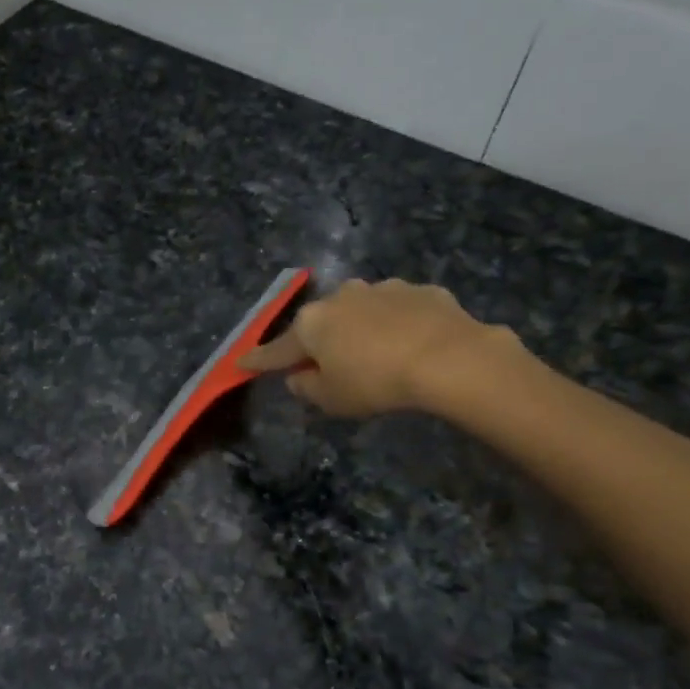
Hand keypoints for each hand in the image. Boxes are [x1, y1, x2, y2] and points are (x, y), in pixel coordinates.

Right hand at [239, 277, 521, 417]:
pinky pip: (399, 310)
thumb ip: (308, 388)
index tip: (241, 361)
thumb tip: (298, 377)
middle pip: (321, 323)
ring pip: (361, 311)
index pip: (277, 348)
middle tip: (328, 364)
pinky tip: (412, 343)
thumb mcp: (333, 399)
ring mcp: (381, 289)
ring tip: (377, 354)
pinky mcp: (419, 291)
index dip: (259, 359)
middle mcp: (341, 297)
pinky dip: (398, 324)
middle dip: (320, 341)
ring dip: (361, 328)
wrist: (447, 357)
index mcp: (312, 324)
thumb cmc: (376, 382)